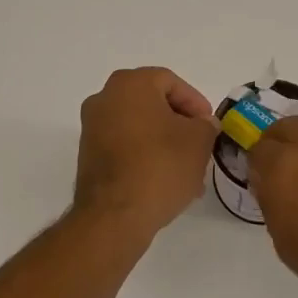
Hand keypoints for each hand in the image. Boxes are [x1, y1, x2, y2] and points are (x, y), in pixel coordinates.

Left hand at [73, 67, 217, 238]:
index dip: (196, 102)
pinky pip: (125, 147)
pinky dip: (146, 157)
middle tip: (201, 145)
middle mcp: (104, 99)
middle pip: (153, 104)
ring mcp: (92, 128)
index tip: (209, 126)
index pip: (170, 82)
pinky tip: (166, 181)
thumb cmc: (161, 166)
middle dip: (181, 125)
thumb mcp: (199, 141)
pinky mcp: (88, 156)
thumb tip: (202, 124)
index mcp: (130, 85)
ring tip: (188, 170)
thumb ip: (206, 125)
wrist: (115, 216)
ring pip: (140, 128)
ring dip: (165, 144)